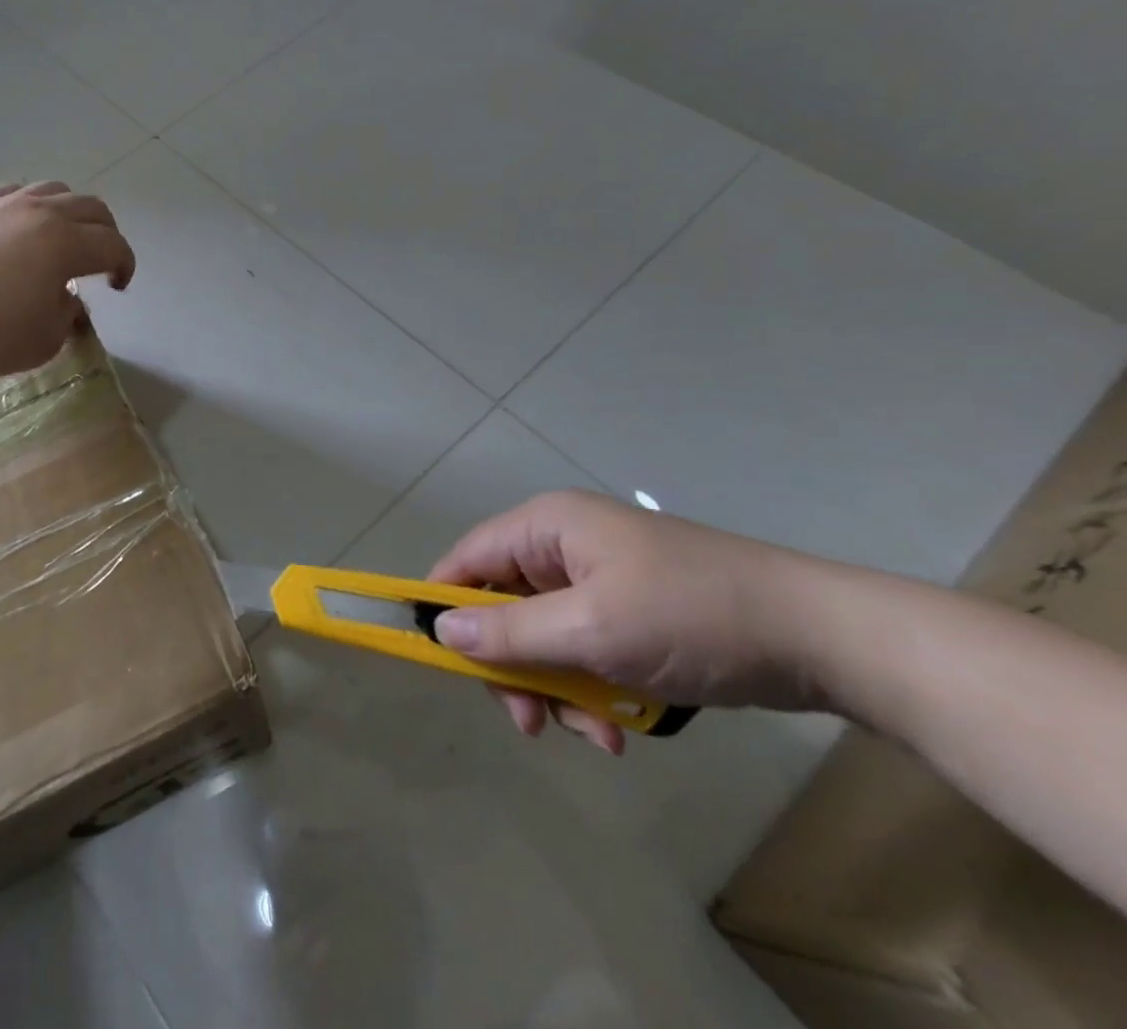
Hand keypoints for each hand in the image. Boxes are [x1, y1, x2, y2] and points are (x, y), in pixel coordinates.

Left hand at [0, 181, 135, 381]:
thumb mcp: (43, 341)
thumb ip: (67, 315)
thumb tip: (68, 299)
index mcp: (65, 243)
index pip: (113, 245)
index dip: (125, 265)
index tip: (118, 287)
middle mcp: (39, 212)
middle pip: (91, 208)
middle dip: (106, 233)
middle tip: (101, 261)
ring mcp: (2, 204)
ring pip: (54, 190)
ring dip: (71, 213)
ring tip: (62, 239)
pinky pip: (14, 193)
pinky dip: (31, 206)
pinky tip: (20, 228)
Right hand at [427, 490, 832, 754]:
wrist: (823, 637)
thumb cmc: (692, 617)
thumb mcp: (591, 629)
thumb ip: (510, 633)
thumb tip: (441, 631)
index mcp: (547, 527)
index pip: (467, 558)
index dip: (444, 603)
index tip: (438, 659)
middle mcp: (565, 546)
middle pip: (504, 605)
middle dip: (514, 666)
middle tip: (530, 720)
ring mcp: (601, 580)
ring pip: (545, 636)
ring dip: (558, 689)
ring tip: (594, 734)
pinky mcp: (632, 612)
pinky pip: (584, 650)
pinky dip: (592, 689)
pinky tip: (619, 730)